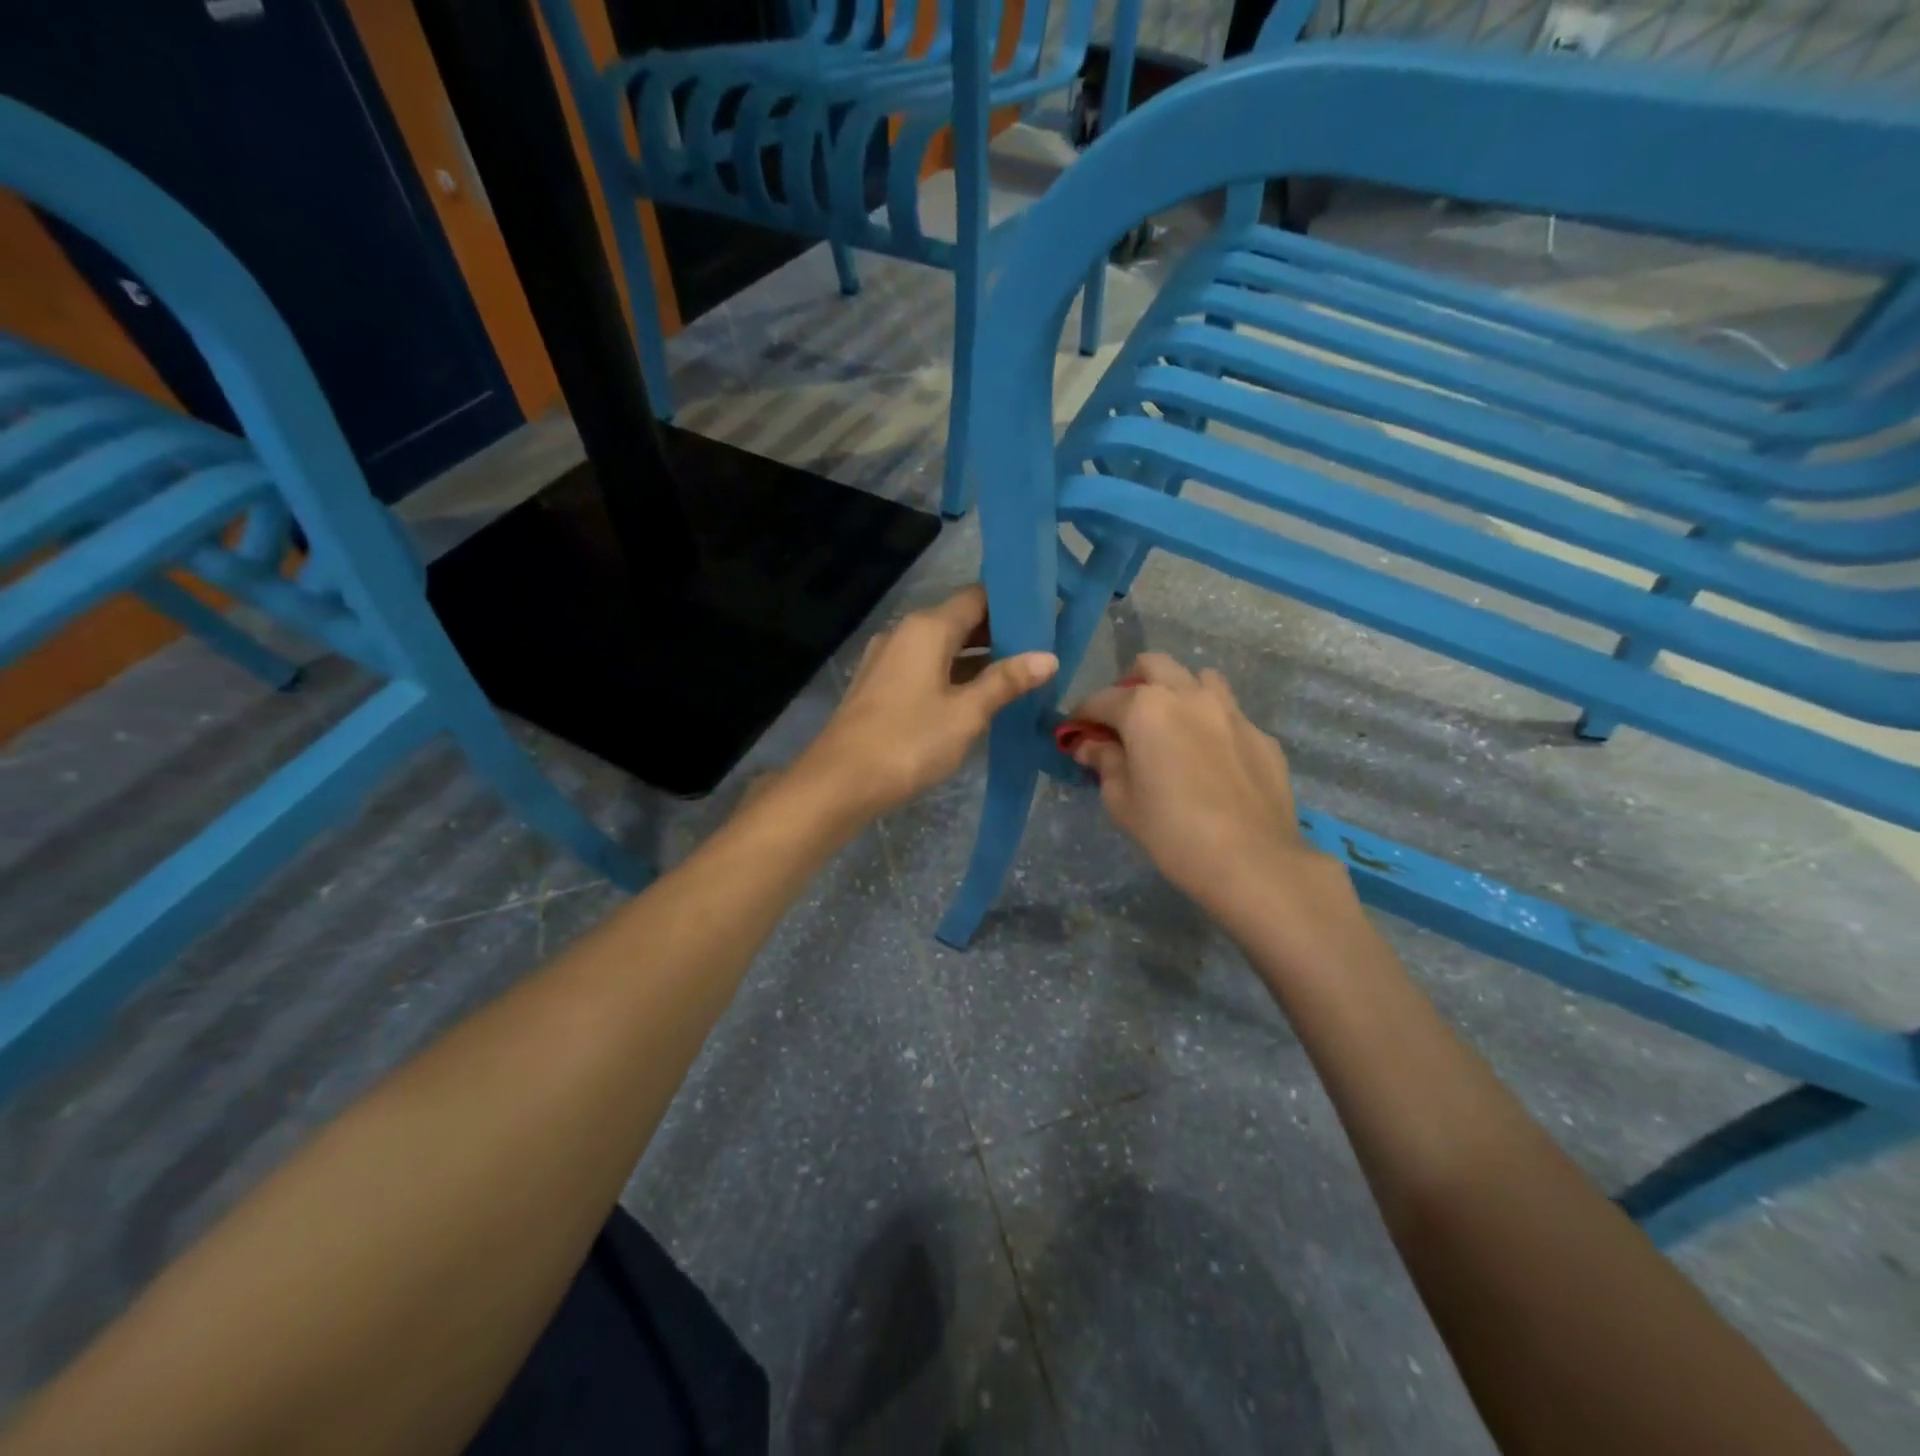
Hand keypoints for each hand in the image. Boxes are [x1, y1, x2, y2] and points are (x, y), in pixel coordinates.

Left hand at [798, 586, 1057, 818]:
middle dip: (999, 634)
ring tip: (1018, 675)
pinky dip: (953, 675)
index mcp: (927, 628)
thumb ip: (1006, 682)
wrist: (839, 782)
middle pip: (959, 620)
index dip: (1013, 605)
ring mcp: (887, 659)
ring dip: (977, 658)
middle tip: (1042, 650)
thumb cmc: (909, 742)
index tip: (1048, 617)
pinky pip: (924, 668)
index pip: (978, 597)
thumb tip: (1048, 657)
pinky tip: (977, 697)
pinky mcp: (879, 686)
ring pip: (942, 647)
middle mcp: (904, 633)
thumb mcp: (966, 713)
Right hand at [1065, 653, 1326, 913]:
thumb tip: (1090, 745)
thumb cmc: (1172, 832)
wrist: (1253, 861)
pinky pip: (1229, 715)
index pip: (1102, 699)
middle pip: (1153, 665)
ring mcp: (1231, 712)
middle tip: (1124, 720)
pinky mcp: (1261, 736)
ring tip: (1172, 728)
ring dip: (1178, 693)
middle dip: (1131, 684)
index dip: (1082, 715)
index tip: (1075, 733)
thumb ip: (1104, 762)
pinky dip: (1211, 725)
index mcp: (1146, 709)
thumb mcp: (1122, 802)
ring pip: (1199, 679)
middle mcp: (1189, 696)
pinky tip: (1210, 761)